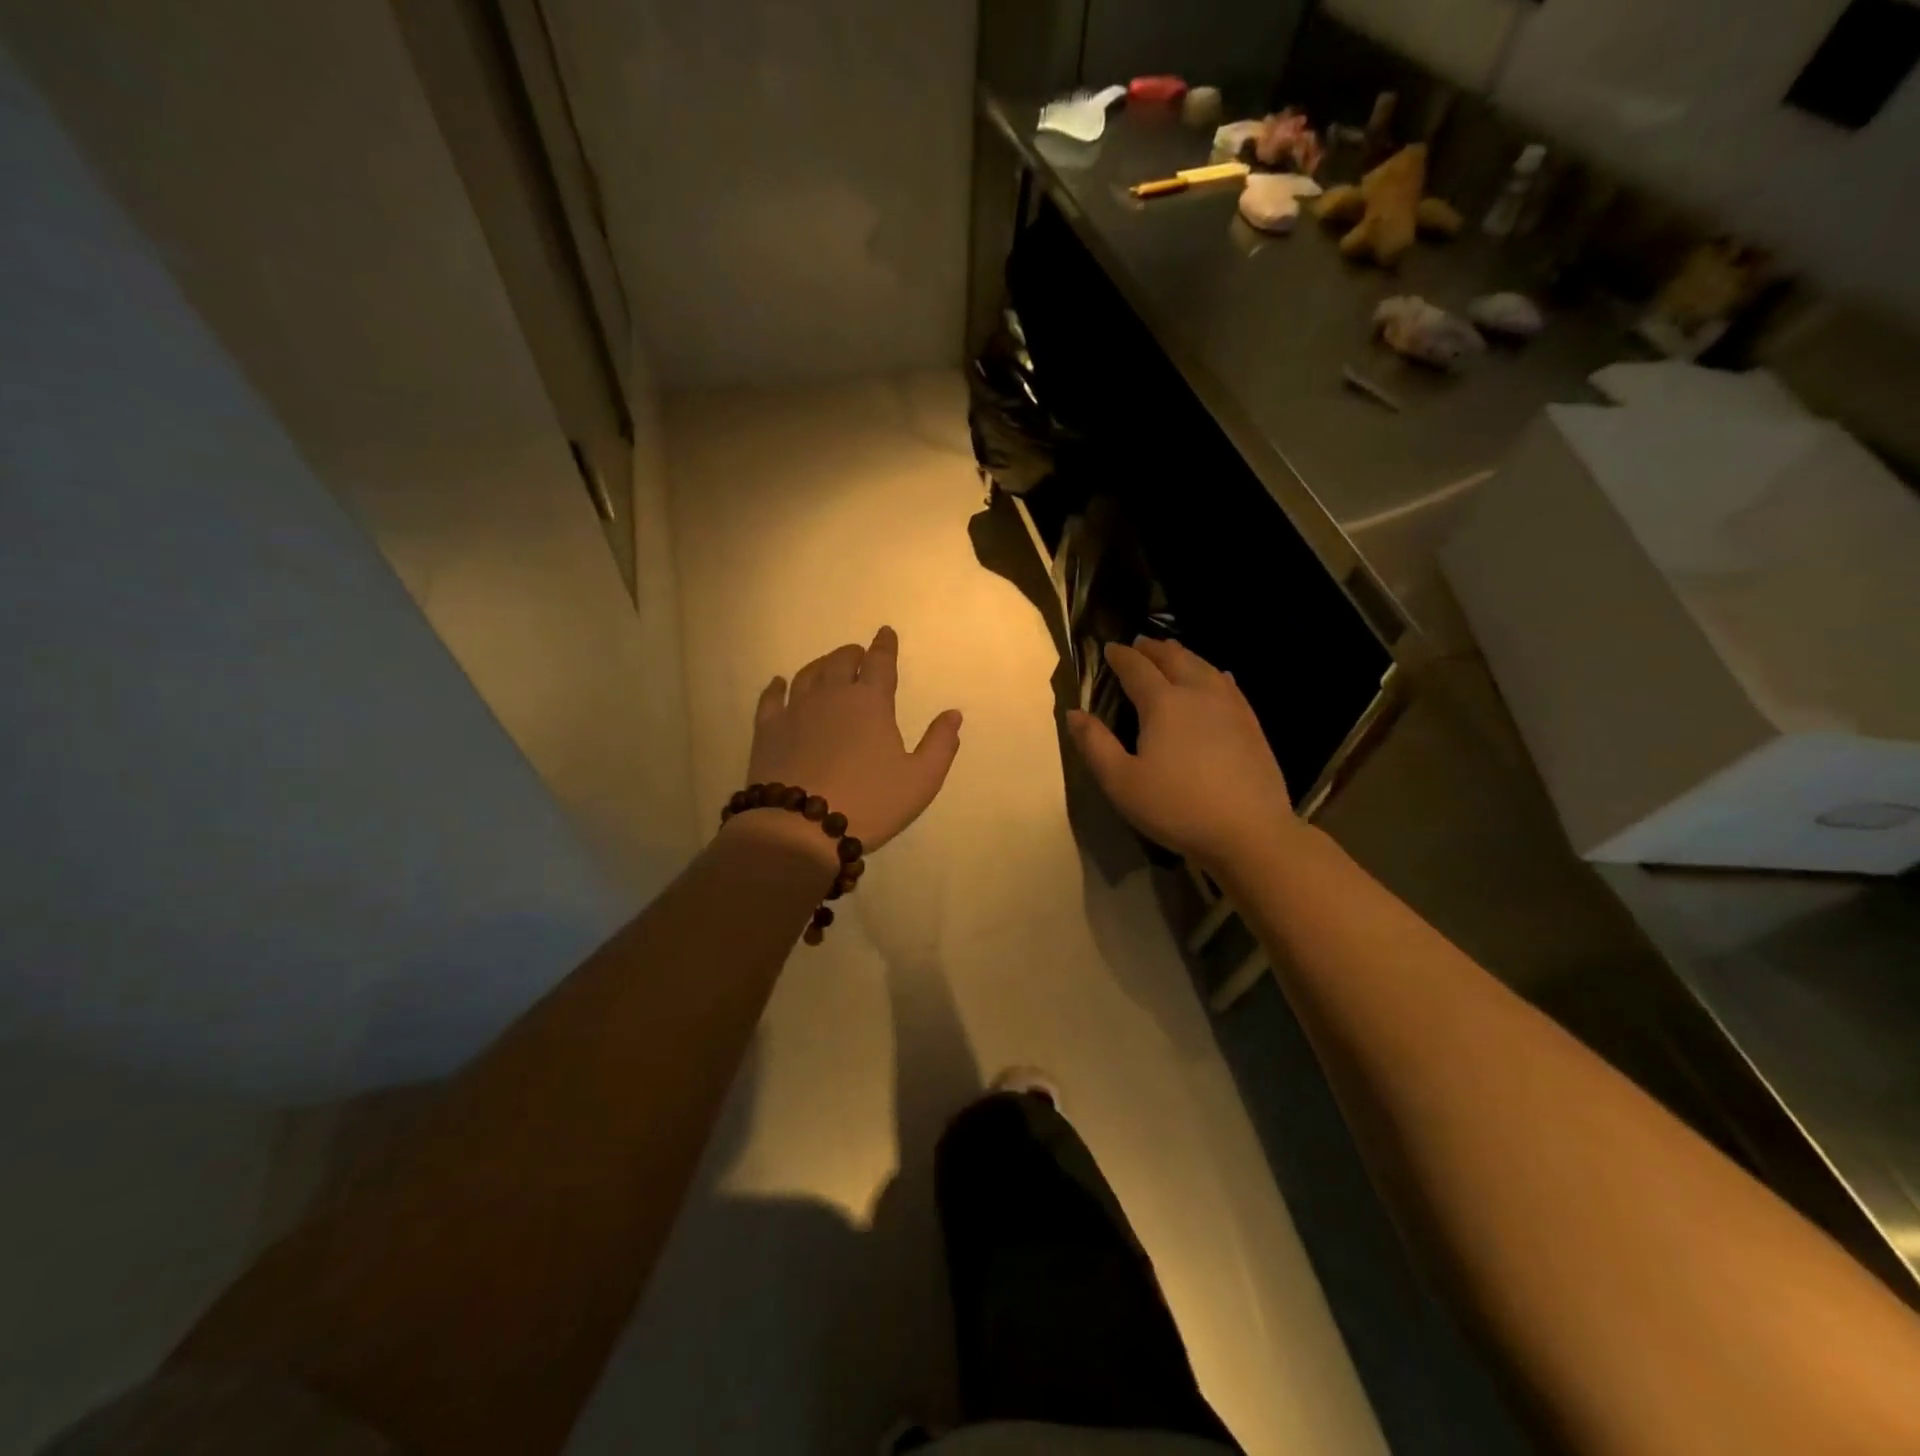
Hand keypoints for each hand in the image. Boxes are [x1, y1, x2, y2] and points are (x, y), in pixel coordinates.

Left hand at [736, 626, 961, 858]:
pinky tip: (778, 684)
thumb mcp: (920, 779)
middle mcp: (831, 696)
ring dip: (821, 665)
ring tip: (828, 665)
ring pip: (808, 674)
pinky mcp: (767, 730)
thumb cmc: (869, 803)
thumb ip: (940, 744)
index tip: (885, 633)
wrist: (800, 828)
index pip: (880, 663)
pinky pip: (771, 698)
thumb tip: (952, 714)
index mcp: (870, 702)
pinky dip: (777, 686)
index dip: (885, 646)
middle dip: (853, 654)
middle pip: (841, 662)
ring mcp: (795, 711)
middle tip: (858, 654)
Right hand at [1066, 638, 1300, 869]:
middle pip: (1174, 658)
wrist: (1249, 831)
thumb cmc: (1177, 808)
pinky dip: (1214, 673)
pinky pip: (1229, 685)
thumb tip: (1074, 713)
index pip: (1137, 669)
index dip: (1121, 657)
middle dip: (1153, 648)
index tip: (1110, 649)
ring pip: (1204, 667)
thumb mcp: (1121, 782)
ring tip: (1172, 652)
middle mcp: (1197, 693)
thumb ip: (1095, 745)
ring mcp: (1230, 707)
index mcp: (1163, 703)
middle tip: (1140, 644)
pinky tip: (1217, 676)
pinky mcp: (1251, 724)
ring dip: (1183, 655)